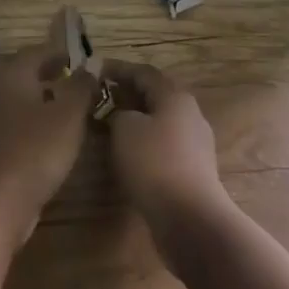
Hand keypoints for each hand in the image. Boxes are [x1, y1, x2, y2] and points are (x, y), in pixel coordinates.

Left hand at [0, 12, 94, 244]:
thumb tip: (89, 67)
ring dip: (37, 96)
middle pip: (15, 69)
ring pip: (14, 95)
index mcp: (13, 74)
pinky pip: (15, 121)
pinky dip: (32, 120)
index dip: (58, 52)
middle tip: (65, 77)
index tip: (79, 59)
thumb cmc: (36, 148)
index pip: (35, 51)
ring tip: (66, 106)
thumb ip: (81, 87)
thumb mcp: (69, 114)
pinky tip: (52, 135)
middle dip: (39, 69)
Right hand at [103, 61, 233, 266]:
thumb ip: (117, 112)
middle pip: (154, 95)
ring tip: (107, 124)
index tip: (94, 71)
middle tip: (98, 98)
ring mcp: (195, 144)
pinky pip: (163, 145)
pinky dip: (143, 142)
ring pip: (159, 121)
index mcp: (175, 97)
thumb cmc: (154, 162)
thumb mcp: (124, 128)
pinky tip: (125, 153)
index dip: (117, 69)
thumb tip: (119, 114)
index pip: (143, 72)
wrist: (190, 218)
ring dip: (134, 119)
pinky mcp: (192, 170)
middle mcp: (189, 114)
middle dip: (126, 94)